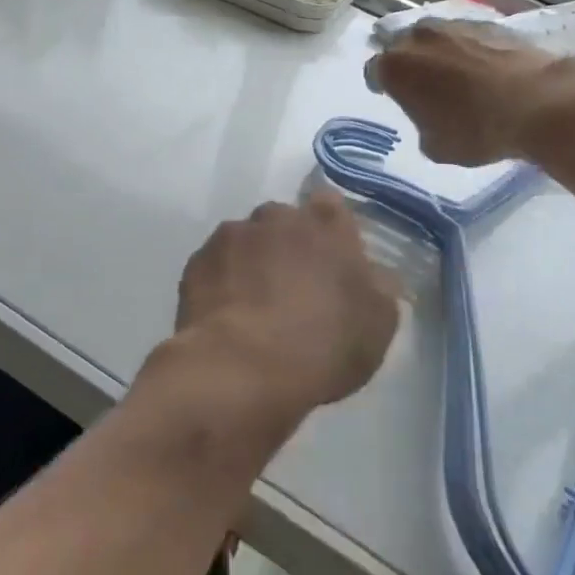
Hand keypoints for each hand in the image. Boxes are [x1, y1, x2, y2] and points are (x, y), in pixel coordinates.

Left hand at [168, 189, 399, 425]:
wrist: (242, 369)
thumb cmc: (322, 345)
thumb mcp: (378, 324)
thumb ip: (378, 287)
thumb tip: (372, 274)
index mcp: (326, 224)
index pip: (331, 206)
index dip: (330, 231)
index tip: (330, 261)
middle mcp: (277, 217)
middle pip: (284, 223)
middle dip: (288, 246)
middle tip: (292, 288)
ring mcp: (231, 236)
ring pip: (246, 241)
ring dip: (252, 262)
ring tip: (253, 306)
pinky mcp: (197, 261)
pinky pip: (216, 265)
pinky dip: (222, 282)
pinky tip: (226, 316)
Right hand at [366, 19, 558, 166]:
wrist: (538, 103)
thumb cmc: (476, 131)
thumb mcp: (435, 146)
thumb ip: (421, 125)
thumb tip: (431, 116)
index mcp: (395, 68)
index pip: (374, 72)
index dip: (381, 85)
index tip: (391, 96)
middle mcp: (418, 38)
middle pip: (401, 45)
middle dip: (407, 62)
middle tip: (421, 84)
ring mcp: (455, 26)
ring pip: (435, 36)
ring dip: (437, 52)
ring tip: (454, 74)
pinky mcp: (490, 23)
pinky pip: (467, 36)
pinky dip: (469, 49)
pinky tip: (483, 68)